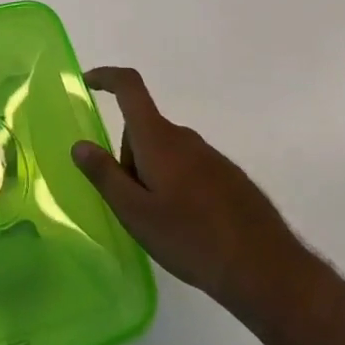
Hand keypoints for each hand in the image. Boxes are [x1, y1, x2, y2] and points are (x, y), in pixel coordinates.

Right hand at [72, 66, 306, 322]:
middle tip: (130, 205)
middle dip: (127, 156)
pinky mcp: (227, 176)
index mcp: (158, 138)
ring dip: (152, 174)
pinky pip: (188, 167)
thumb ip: (105, 175)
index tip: (87, 82)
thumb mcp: (135, 212)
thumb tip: (80, 145)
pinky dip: (176, 185)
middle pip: (143, 130)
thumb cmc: (191, 238)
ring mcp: (210, 156)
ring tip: (160, 223)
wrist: (264, 267)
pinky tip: (186, 227)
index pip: (130, 88)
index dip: (106, 77)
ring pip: (165, 152)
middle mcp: (185, 137)